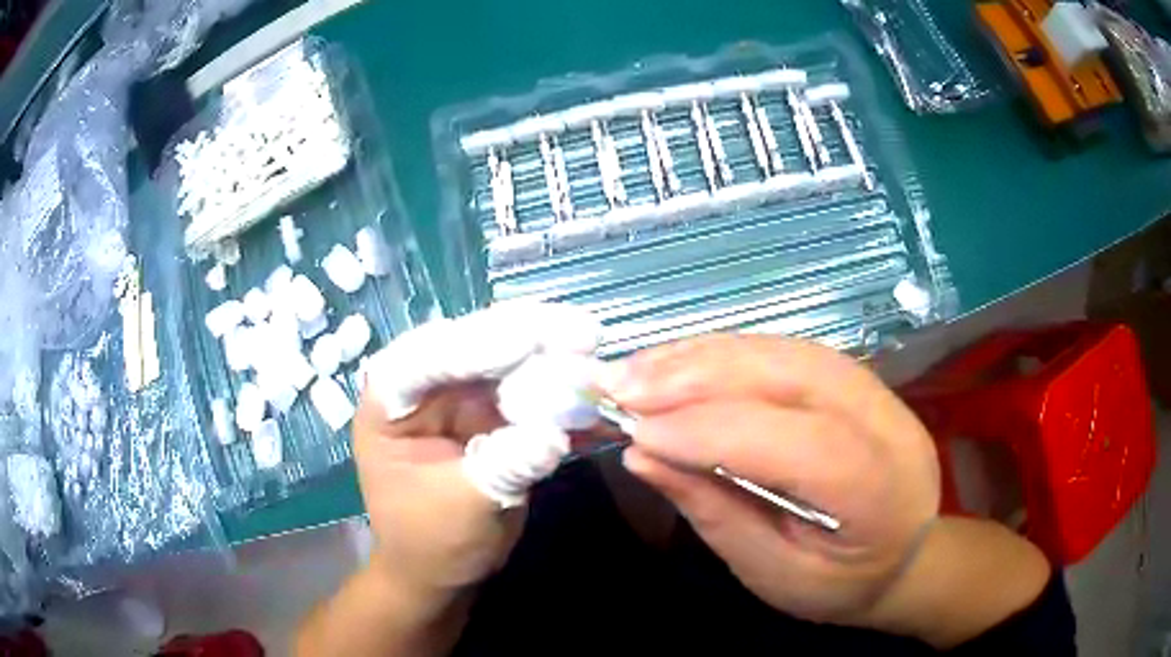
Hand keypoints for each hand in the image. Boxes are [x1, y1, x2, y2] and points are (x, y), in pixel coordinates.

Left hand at [355, 302, 600, 593]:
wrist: (444, 571)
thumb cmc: (432, 543)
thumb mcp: (462, 510)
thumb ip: (502, 469)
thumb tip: (552, 436)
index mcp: (390, 406)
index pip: (423, 360)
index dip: (474, 347)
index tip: (528, 343)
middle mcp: (423, 390)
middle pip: (471, 347)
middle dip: (525, 337)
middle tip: (581, 333)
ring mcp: (461, 398)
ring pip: (507, 363)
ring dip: (551, 357)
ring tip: (593, 351)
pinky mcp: (493, 414)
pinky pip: (529, 392)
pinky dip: (561, 392)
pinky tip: (593, 393)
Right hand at [598, 334, 941, 624]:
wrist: (904, 556)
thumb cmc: (840, 584)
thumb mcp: (774, 574)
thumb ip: (716, 514)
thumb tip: (643, 457)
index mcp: (880, 491)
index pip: (797, 443)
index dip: (713, 431)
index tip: (637, 433)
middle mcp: (888, 423)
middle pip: (794, 376)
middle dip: (700, 376)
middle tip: (623, 385)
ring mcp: (877, 391)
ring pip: (786, 352)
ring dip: (706, 356)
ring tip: (640, 371)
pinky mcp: (856, 378)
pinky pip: (786, 351)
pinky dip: (727, 353)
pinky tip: (682, 361)